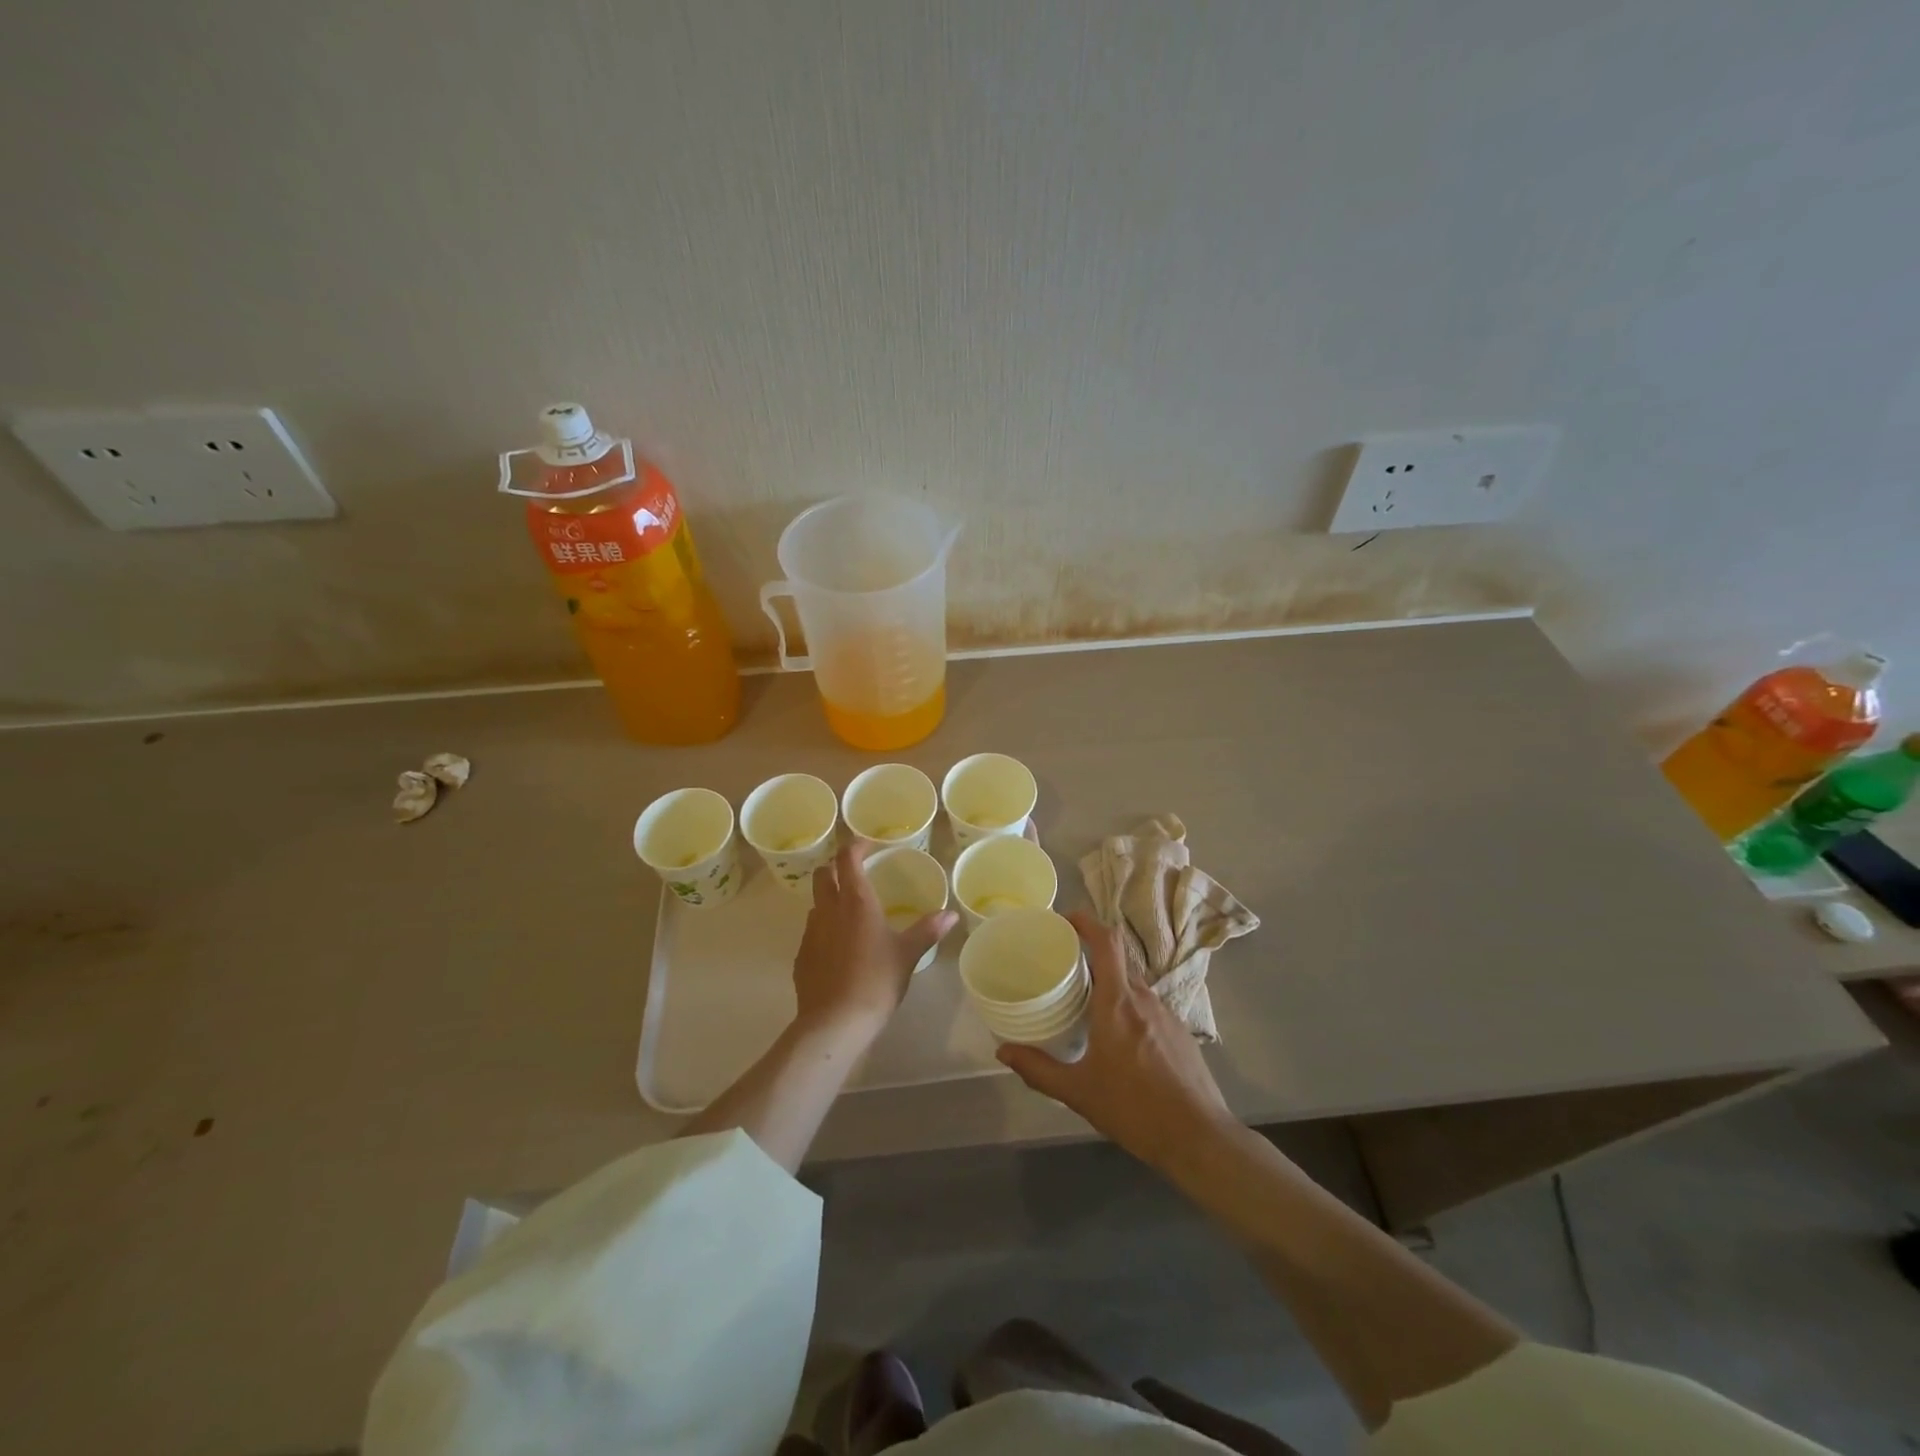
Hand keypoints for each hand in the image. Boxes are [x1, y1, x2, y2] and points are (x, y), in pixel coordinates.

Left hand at [792, 841, 958, 1039]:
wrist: (835, 1022)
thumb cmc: (876, 981)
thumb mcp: (908, 955)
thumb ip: (928, 930)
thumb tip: (951, 914)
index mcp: (856, 902)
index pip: (847, 858)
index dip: (855, 846)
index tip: (867, 846)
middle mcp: (828, 910)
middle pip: (823, 874)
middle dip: (836, 867)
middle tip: (855, 873)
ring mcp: (810, 933)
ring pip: (815, 902)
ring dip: (829, 898)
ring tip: (849, 911)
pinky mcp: (801, 956)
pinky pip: (811, 931)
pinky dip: (823, 928)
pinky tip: (839, 947)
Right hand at [997, 909, 1235, 1170]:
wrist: (1199, 1138)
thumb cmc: (1135, 1109)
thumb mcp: (1078, 1092)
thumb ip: (1038, 1069)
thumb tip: (1003, 1051)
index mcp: (1118, 1003)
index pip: (1107, 941)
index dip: (1086, 921)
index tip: (1064, 920)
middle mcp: (1144, 998)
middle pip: (1117, 958)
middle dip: (1090, 954)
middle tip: (1063, 965)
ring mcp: (1166, 1013)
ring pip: (1133, 982)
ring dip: (1109, 981)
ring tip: (1084, 1001)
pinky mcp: (1179, 1031)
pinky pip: (1147, 1004)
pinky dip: (1127, 1004)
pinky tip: (1116, 1035)